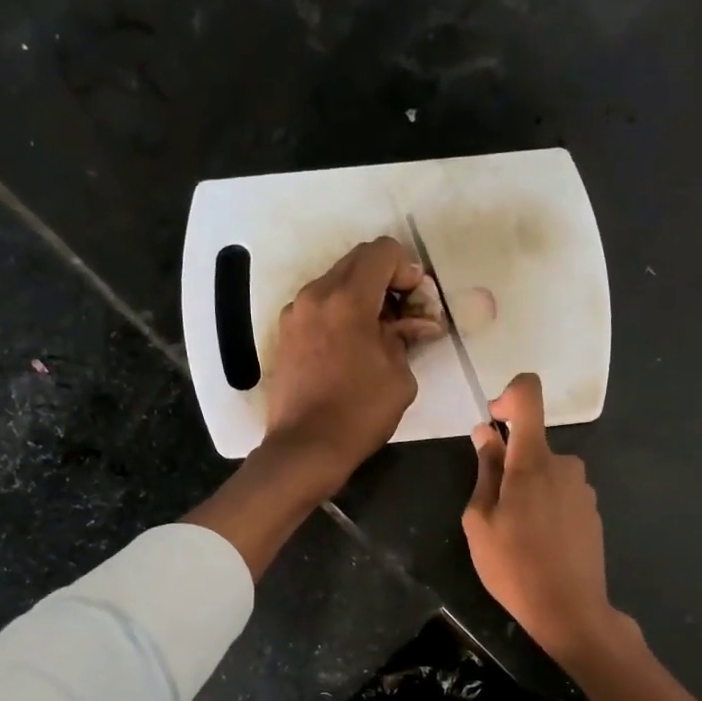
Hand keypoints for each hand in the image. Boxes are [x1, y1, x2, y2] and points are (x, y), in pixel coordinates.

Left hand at [265, 236, 442, 490]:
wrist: (305, 448)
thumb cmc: (359, 413)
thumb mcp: (399, 377)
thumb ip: (405, 338)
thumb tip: (413, 324)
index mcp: (348, 299)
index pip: (382, 252)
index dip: (407, 269)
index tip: (416, 301)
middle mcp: (316, 295)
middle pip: (357, 261)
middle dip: (386, 279)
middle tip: (404, 314)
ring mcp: (295, 314)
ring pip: (335, 282)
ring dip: (361, 296)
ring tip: (378, 333)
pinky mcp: (285, 334)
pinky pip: (319, 307)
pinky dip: (340, 313)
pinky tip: (352, 347)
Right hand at [463, 373, 633, 663]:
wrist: (569, 610)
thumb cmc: (513, 567)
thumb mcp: (480, 521)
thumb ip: (485, 471)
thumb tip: (487, 434)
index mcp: (533, 461)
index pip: (529, 395)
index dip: (508, 396)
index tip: (493, 422)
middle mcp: (565, 465)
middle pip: (533, 445)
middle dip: (510, 465)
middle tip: (494, 511)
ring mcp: (583, 489)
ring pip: (546, 473)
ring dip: (528, 490)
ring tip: (517, 535)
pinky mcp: (592, 511)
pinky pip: (562, 494)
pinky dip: (546, 507)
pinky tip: (540, 545)